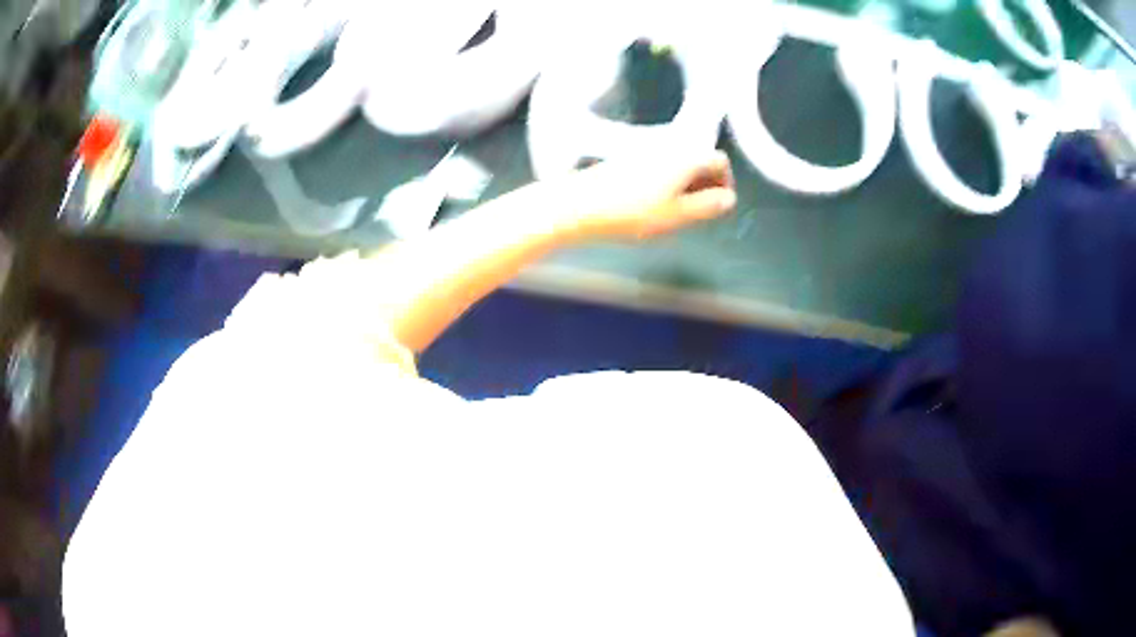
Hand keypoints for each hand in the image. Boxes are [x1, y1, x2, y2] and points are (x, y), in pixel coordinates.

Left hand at [553, 150, 737, 240]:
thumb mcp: (678, 215)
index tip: (719, 203)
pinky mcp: (630, 157)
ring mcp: (648, 149)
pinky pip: (660, 165)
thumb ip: (709, 206)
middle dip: (706, 183)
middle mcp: (670, 146)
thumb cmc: (630, 211)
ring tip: (675, 211)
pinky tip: (653, 203)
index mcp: (687, 157)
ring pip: (680, 163)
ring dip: (686, 184)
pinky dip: (666, 181)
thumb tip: (728, 200)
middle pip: (700, 159)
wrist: (582, 204)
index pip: (720, 161)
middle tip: (698, 211)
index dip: (725, 183)